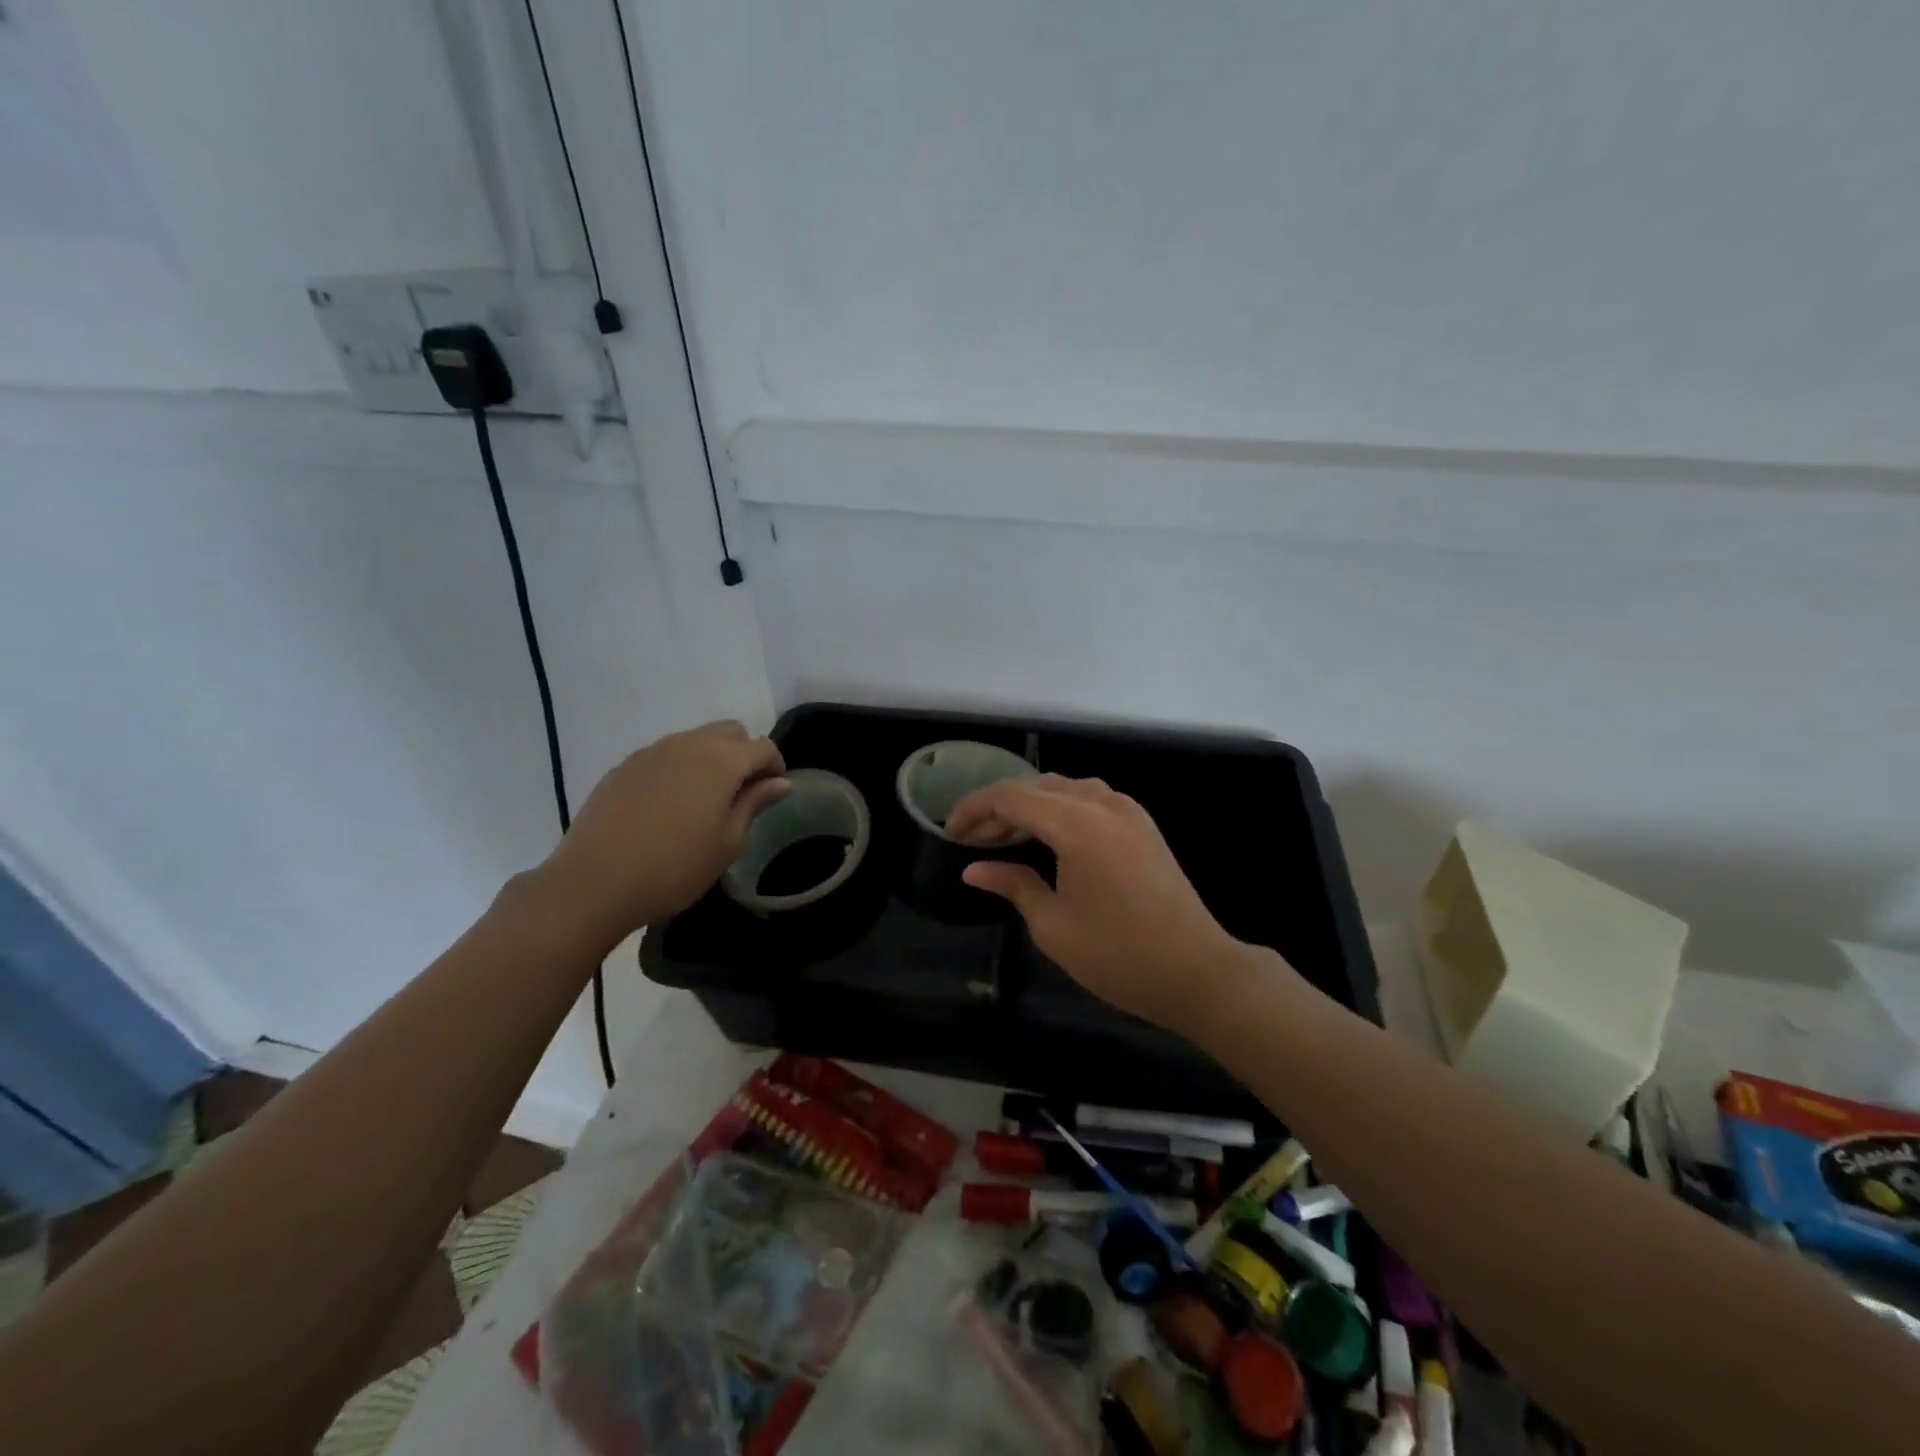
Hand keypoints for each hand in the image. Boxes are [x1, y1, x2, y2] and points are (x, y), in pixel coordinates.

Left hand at [534, 721, 788, 938]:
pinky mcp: (624, 766)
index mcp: (722, 761)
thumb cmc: (674, 867)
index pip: (763, 747)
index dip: (775, 766)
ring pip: (694, 740)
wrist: (594, 882)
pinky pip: (664, 756)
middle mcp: (689, 744)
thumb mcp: (727, 843)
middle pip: (730, 732)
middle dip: (743, 754)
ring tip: (702, 802)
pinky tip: (666, 807)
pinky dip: (677, 769)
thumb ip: (754, 804)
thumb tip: (780, 782)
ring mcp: (652, 752)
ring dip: (709, 760)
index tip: (772, 793)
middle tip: (740, 794)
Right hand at [947, 775, 1265, 1034]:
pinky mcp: (1142, 824)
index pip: (1010, 797)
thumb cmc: (1118, 955)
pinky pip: (1090, 799)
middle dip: (999, 808)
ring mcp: (1127, 810)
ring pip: (1065, 788)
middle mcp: (1102, 803)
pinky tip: (1049, 836)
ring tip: (1006, 837)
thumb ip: (1012, 885)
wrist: (1197, 971)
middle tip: (972, 840)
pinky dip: (1060, 808)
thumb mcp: (1053, 925)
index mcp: (1076, 824)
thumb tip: (974, 869)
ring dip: (1030, 805)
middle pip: (1036, 787)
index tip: (949, 832)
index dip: (974, 809)